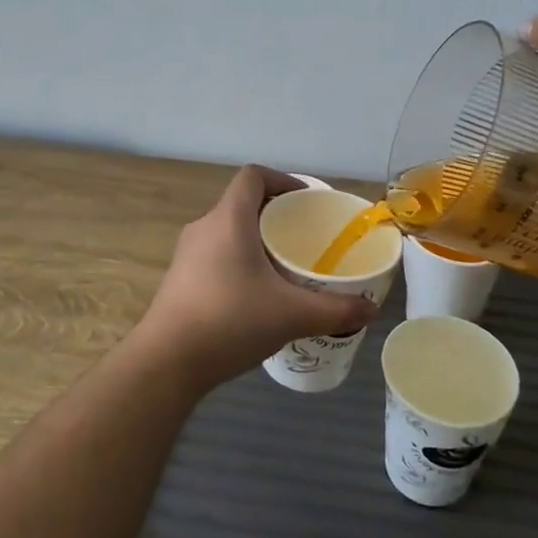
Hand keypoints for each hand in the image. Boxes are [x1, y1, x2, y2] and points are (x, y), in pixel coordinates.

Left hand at [132, 166, 379, 391]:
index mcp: (229, 219)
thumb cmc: (230, 321)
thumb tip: (370, 311)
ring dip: (255, 241)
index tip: (306, 202)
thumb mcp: (291, 315)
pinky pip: (215, 256)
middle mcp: (204, 227)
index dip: (282, 179)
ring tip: (283, 268)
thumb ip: (335, 310)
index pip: (253, 176)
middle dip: (274, 216)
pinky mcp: (178, 279)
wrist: (166, 362)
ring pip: (227, 232)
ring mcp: (186, 254)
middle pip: (241, 204)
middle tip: (303, 239)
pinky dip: (238, 262)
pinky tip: (255, 297)